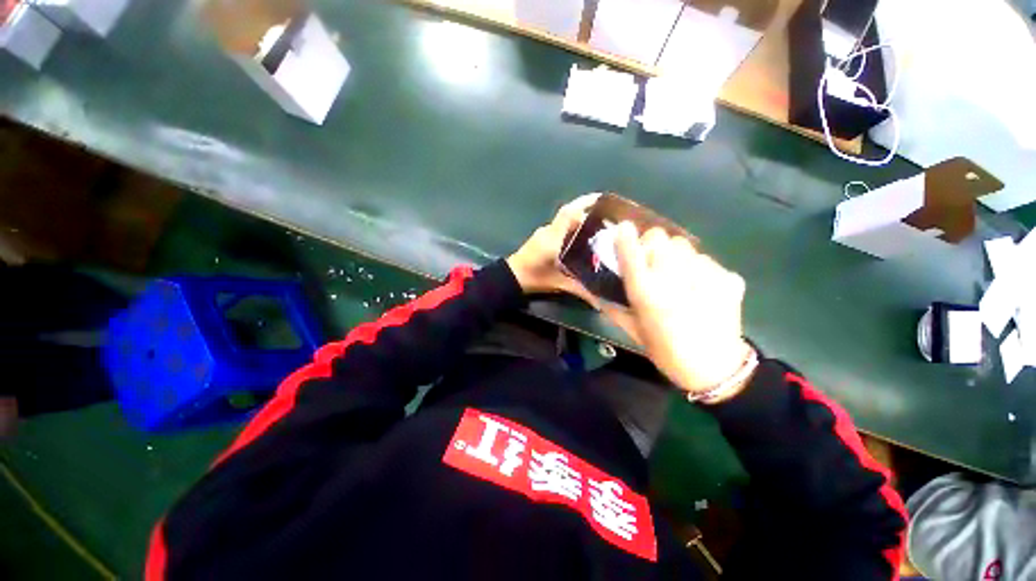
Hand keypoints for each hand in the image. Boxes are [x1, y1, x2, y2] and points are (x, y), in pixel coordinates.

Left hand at [507, 194, 600, 306]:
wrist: (510, 278)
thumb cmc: (534, 278)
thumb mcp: (559, 284)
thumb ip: (580, 290)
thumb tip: (601, 302)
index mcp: (553, 237)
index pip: (569, 213)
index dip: (585, 202)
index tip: (602, 198)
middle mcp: (549, 231)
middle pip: (569, 214)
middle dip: (588, 211)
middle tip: (608, 217)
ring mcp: (543, 233)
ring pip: (564, 221)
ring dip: (580, 220)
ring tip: (599, 227)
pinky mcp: (541, 238)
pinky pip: (560, 228)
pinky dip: (572, 228)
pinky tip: (582, 239)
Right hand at [603, 222, 752, 395]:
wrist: (715, 368)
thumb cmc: (665, 351)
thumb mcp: (632, 329)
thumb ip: (611, 305)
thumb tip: (594, 289)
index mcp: (646, 293)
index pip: (631, 252)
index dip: (625, 236)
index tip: (623, 229)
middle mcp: (673, 279)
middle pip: (661, 237)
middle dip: (653, 245)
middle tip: (653, 261)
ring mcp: (705, 276)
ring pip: (685, 245)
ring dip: (676, 255)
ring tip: (679, 276)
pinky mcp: (728, 278)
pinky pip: (707, 260)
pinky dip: (700, 269)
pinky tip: (702, 288)